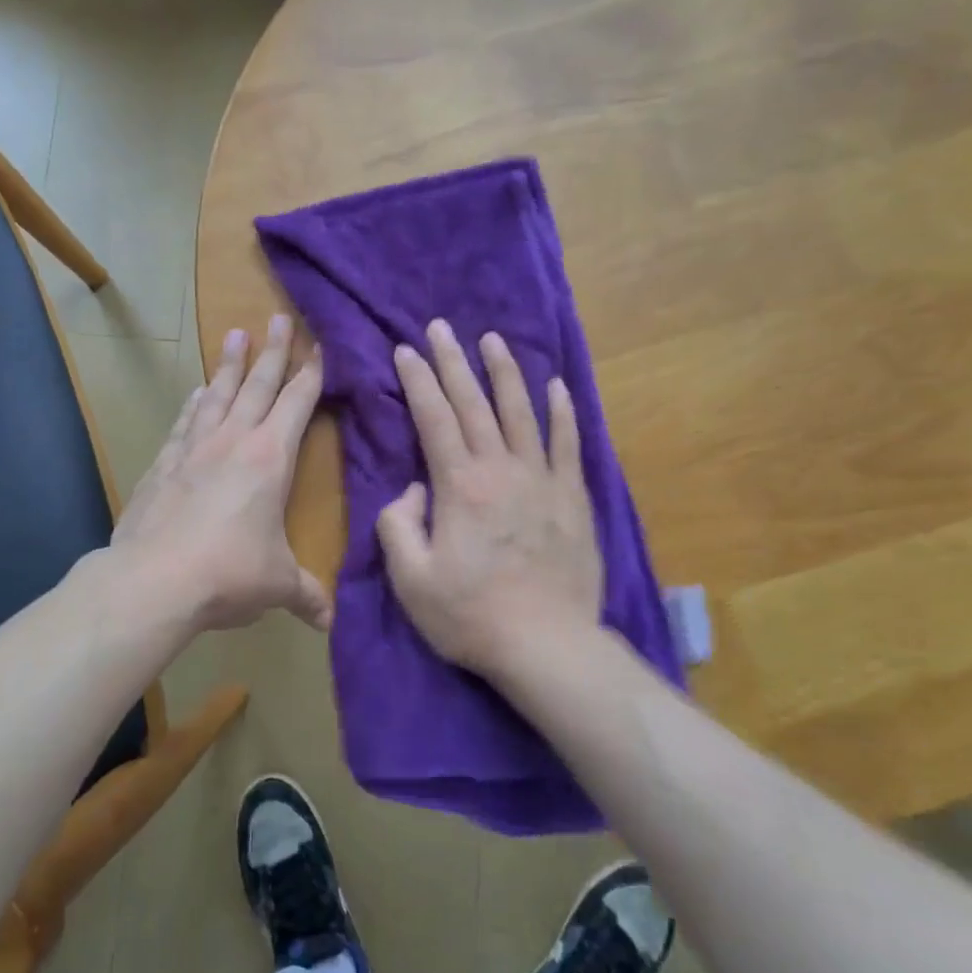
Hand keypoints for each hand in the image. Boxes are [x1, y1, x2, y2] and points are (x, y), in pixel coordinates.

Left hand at [111, 314, 331, 634]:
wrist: (152, 581)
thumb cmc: (228, 573)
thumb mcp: (277, 585)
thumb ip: (306, 595)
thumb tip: (330, 621)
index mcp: (270, 458)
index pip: (298, 403)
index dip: (312, 373)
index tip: (319, 344)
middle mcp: (233, 441)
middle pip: (257, 385)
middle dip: (272, 351)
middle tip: (277, 316)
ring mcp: (193, 448)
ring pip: (217, 394)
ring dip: (228, 365)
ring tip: (234, 335)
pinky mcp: (162, 464)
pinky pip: (185, 422)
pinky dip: (194, 403)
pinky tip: (196, 392)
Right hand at [377, 320, 602, 679]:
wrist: (547, 645)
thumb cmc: (470, 615)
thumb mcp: (411, 579)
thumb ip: (398, 525)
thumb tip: (411, 491)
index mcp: (458, 486)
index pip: (434, 418)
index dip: (418, 381)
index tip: (406, 350)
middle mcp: (501, 469)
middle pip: (474, 404)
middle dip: (454, 362)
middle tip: (441, 327)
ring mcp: (542, 480)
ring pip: (521, 412)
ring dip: (505, 372)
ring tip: (492, 340)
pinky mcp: (573, 497)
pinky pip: (567, 443)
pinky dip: (560, 412)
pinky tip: (555, 386)